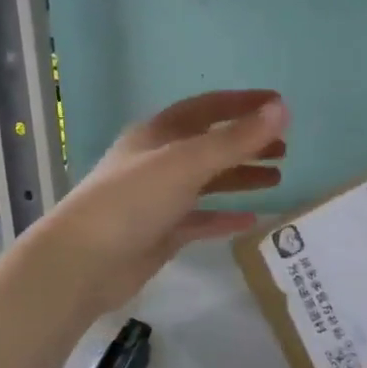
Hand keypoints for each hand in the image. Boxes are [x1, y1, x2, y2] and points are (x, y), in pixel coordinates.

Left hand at [37, 90, 287, 312]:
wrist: (82, 263)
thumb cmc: (133, 200)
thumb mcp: (188, 162)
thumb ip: (236, 139)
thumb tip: (282, 109)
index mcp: (159, 134)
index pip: (208, 108)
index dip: (243, 103)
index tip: (280, 105)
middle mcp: (158, 161)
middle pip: (210, 144)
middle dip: (246, 143)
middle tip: (284, 149)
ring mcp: (158, 198)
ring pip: (208, 181)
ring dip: (240, 177)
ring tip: (277, 178)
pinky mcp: (161, 232)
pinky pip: (200, 219)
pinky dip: (225, 217)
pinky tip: (252, 220)